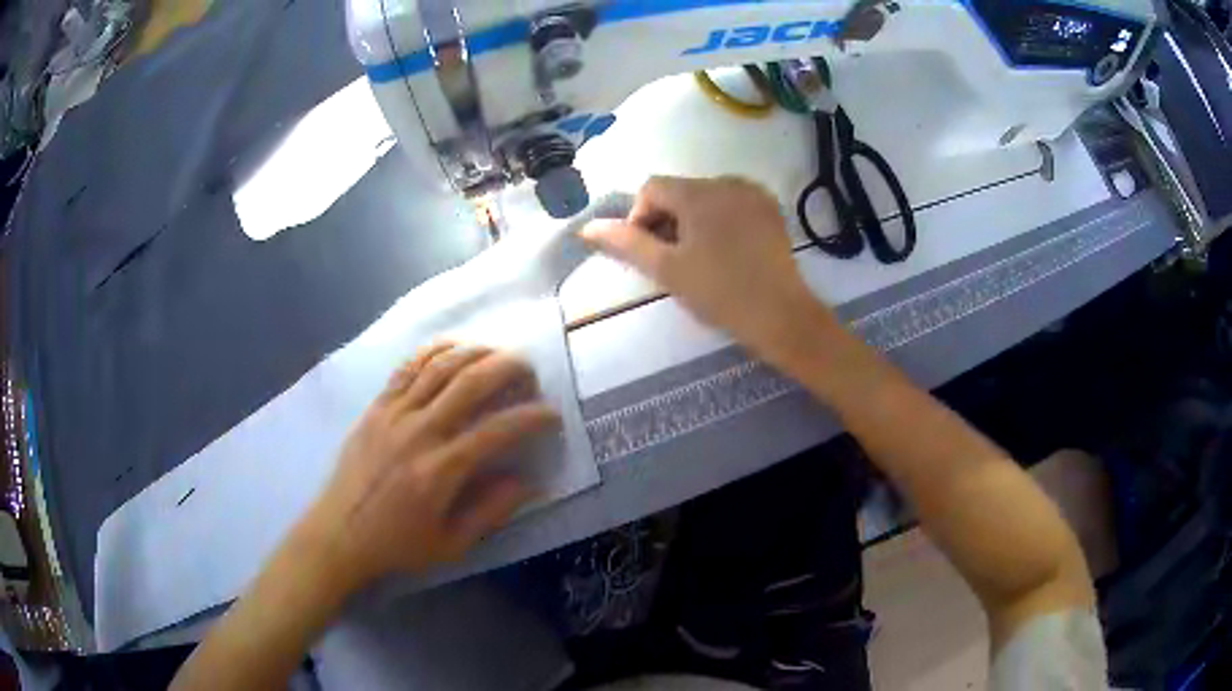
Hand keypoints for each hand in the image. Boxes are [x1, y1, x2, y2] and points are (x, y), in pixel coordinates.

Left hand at [296, 344, 558, 596]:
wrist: (339, 533)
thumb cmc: (397, 544)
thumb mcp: (451, 544)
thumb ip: (491, 511)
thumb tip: (529, 482)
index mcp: (440, 471)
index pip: (497, 430)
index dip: (531, 417)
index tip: (552, 414)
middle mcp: (418, 432)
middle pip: (470, 382)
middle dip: (509, 368)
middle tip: (530, 372)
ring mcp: (394, 413)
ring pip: (440, 366)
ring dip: (476, 352)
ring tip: (499, 353)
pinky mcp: (376, 406)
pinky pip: (408, 367)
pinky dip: (435, 351)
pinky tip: (454, 349)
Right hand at [583, 176, 824, 363]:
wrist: (781, 316)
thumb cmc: (719, 292)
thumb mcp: (667, 269)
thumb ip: (626, 243)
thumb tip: (587, 227)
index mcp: (699, 192)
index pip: (652, 188)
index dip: (639, 218)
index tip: (648, 253)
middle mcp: (727, 181)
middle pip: (680, 191)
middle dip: (667, 220)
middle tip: (672, 261)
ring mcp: (754, 194)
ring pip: (706, 198)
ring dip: (692, 221)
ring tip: (699, 259)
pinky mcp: (771, 210)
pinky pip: (732, 205)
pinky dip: (719, 221)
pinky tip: (725, 252)